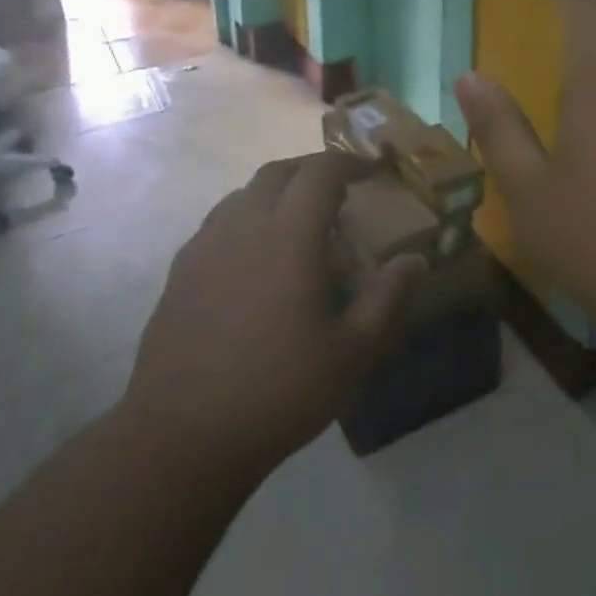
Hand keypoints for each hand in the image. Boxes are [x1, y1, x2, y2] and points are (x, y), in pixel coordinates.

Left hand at [121, 152, 422, 482]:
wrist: (183, 434)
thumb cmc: (279, 390)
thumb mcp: (353, 353)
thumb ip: (387, 299)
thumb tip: (414, 260)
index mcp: (289, 235)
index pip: (321, 171)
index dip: (349, 161)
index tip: (371, 169)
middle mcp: (244, 225)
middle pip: (278, 171)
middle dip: (312, 170)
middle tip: (338, 191)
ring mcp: (206, 245)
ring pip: (244, 192)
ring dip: (277, 191)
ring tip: (298, 221)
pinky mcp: (180, 270)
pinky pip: (219, 221)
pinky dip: (246, 217)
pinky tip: (255, 256)